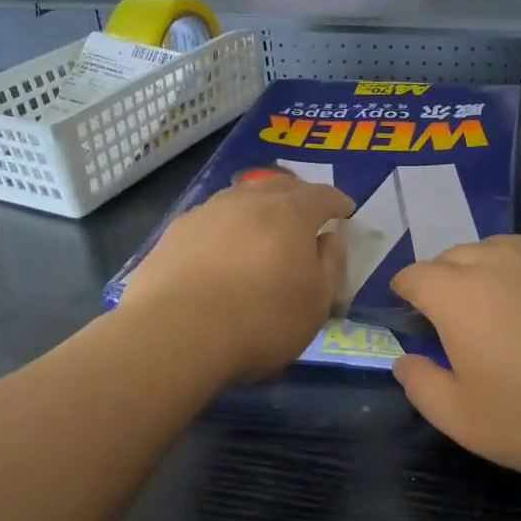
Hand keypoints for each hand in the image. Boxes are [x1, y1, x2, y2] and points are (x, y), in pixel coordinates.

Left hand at [120, 175, 351, 381]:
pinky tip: (222, 248)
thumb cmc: (262, 320)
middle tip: (307, 213)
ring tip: (262, 227)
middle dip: (298, 196)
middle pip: (280, 186)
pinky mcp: (175, 233)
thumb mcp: (317, 302)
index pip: (322, 195)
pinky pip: (211, 219)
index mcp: (290, 213)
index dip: (338, 202)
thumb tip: (328, 238)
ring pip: (241, 198)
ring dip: (258, 207)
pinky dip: (226, 227)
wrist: (176, 334)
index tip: (346, 211)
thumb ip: (330, 264)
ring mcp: (207, 212)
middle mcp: (248, 201)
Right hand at [389, 236, 520, 479]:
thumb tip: (405, 361)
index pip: (414, 275)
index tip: (407, 311)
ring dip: (486, 271)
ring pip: (500, 250)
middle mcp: (500, 260)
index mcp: (459, 293)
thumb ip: (422, 387)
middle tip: (453, 318)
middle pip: (454, 255)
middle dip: (443, 279)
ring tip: (500, 309)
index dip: (403, 291)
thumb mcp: (467, 421)